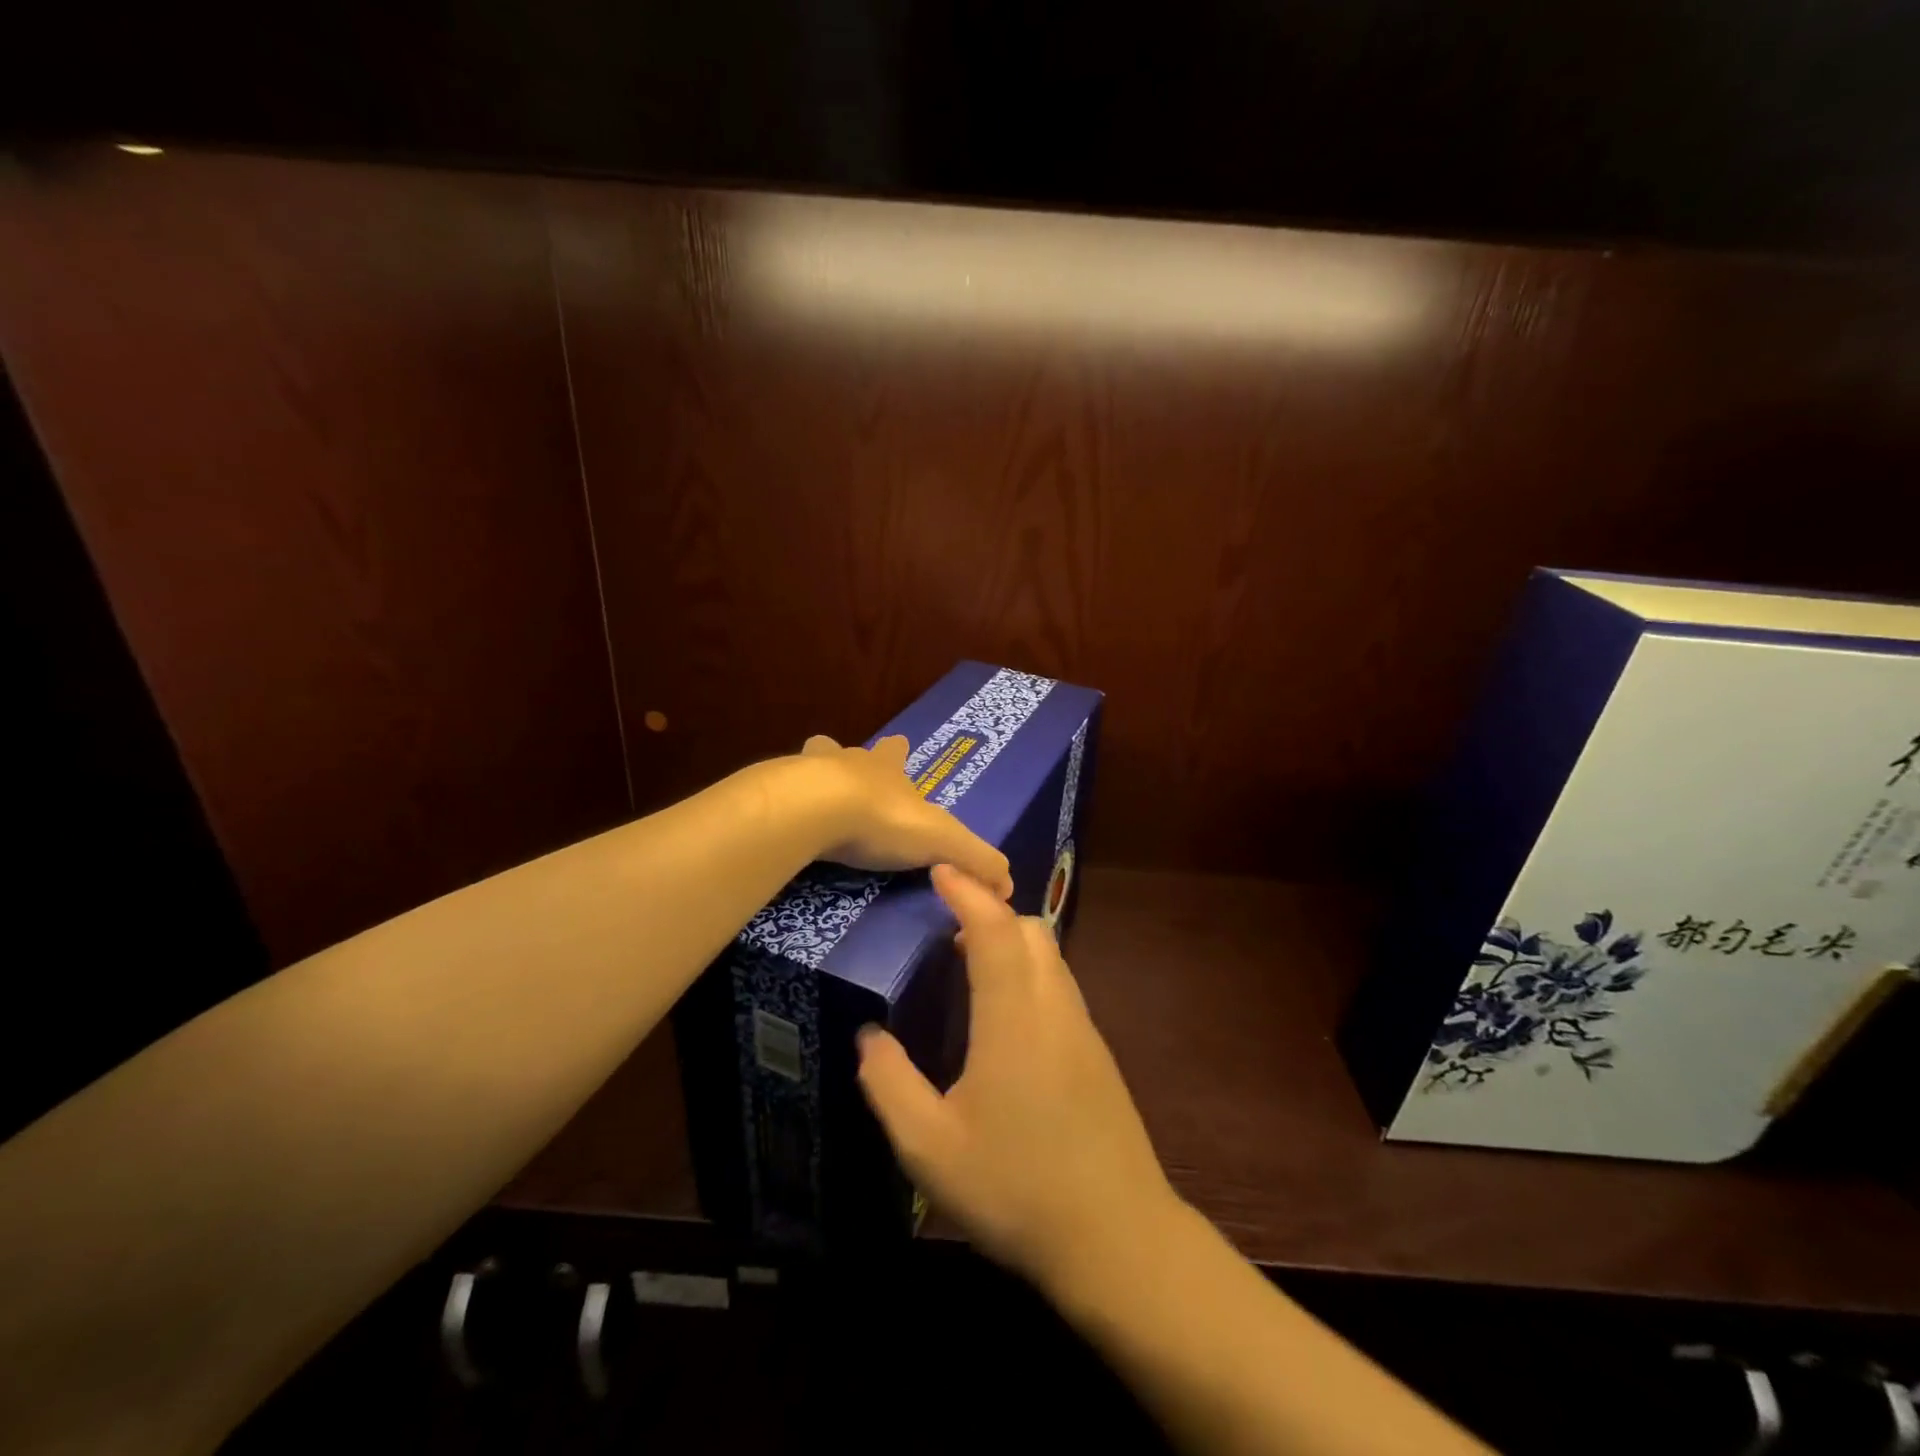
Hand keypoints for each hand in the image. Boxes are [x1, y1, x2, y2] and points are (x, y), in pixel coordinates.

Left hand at [799, 735, 1012, 899]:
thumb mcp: (942, 841)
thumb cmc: (883, 820)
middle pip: (853, 751)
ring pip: (813, 759)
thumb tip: (1008, 884)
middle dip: (855, 759)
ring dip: (814, 772)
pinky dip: (784, 801)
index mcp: (887, 768)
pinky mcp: (776, 792)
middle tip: (850, 774)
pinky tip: (783, 819)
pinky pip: (781, 791)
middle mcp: (849, 761)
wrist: (816, 810)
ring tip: (810, 790)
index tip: (901, 746)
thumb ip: (976, 860)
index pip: (897, 752)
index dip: (900, 752)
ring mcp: (807, 771)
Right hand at [856, 864, 1181, 1292]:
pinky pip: (1059, 986)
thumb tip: (868, 1036)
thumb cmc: (1018, 1188)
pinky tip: (1002, 1015)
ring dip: (1011, 941)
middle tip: (943, 924)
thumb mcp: (930, 1147)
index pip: (993, 927)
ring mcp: (1083, 1029)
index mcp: (1014, 1015)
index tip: (938, 869)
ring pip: (1050, 955)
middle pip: (1030, 929)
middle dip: (989, 910)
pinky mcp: (1096, 1054)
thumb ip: (889, 1084)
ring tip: (965, 963)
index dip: (965, 891)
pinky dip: (1028, 971)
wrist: (1118, 1239)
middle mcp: (1055, 1006)